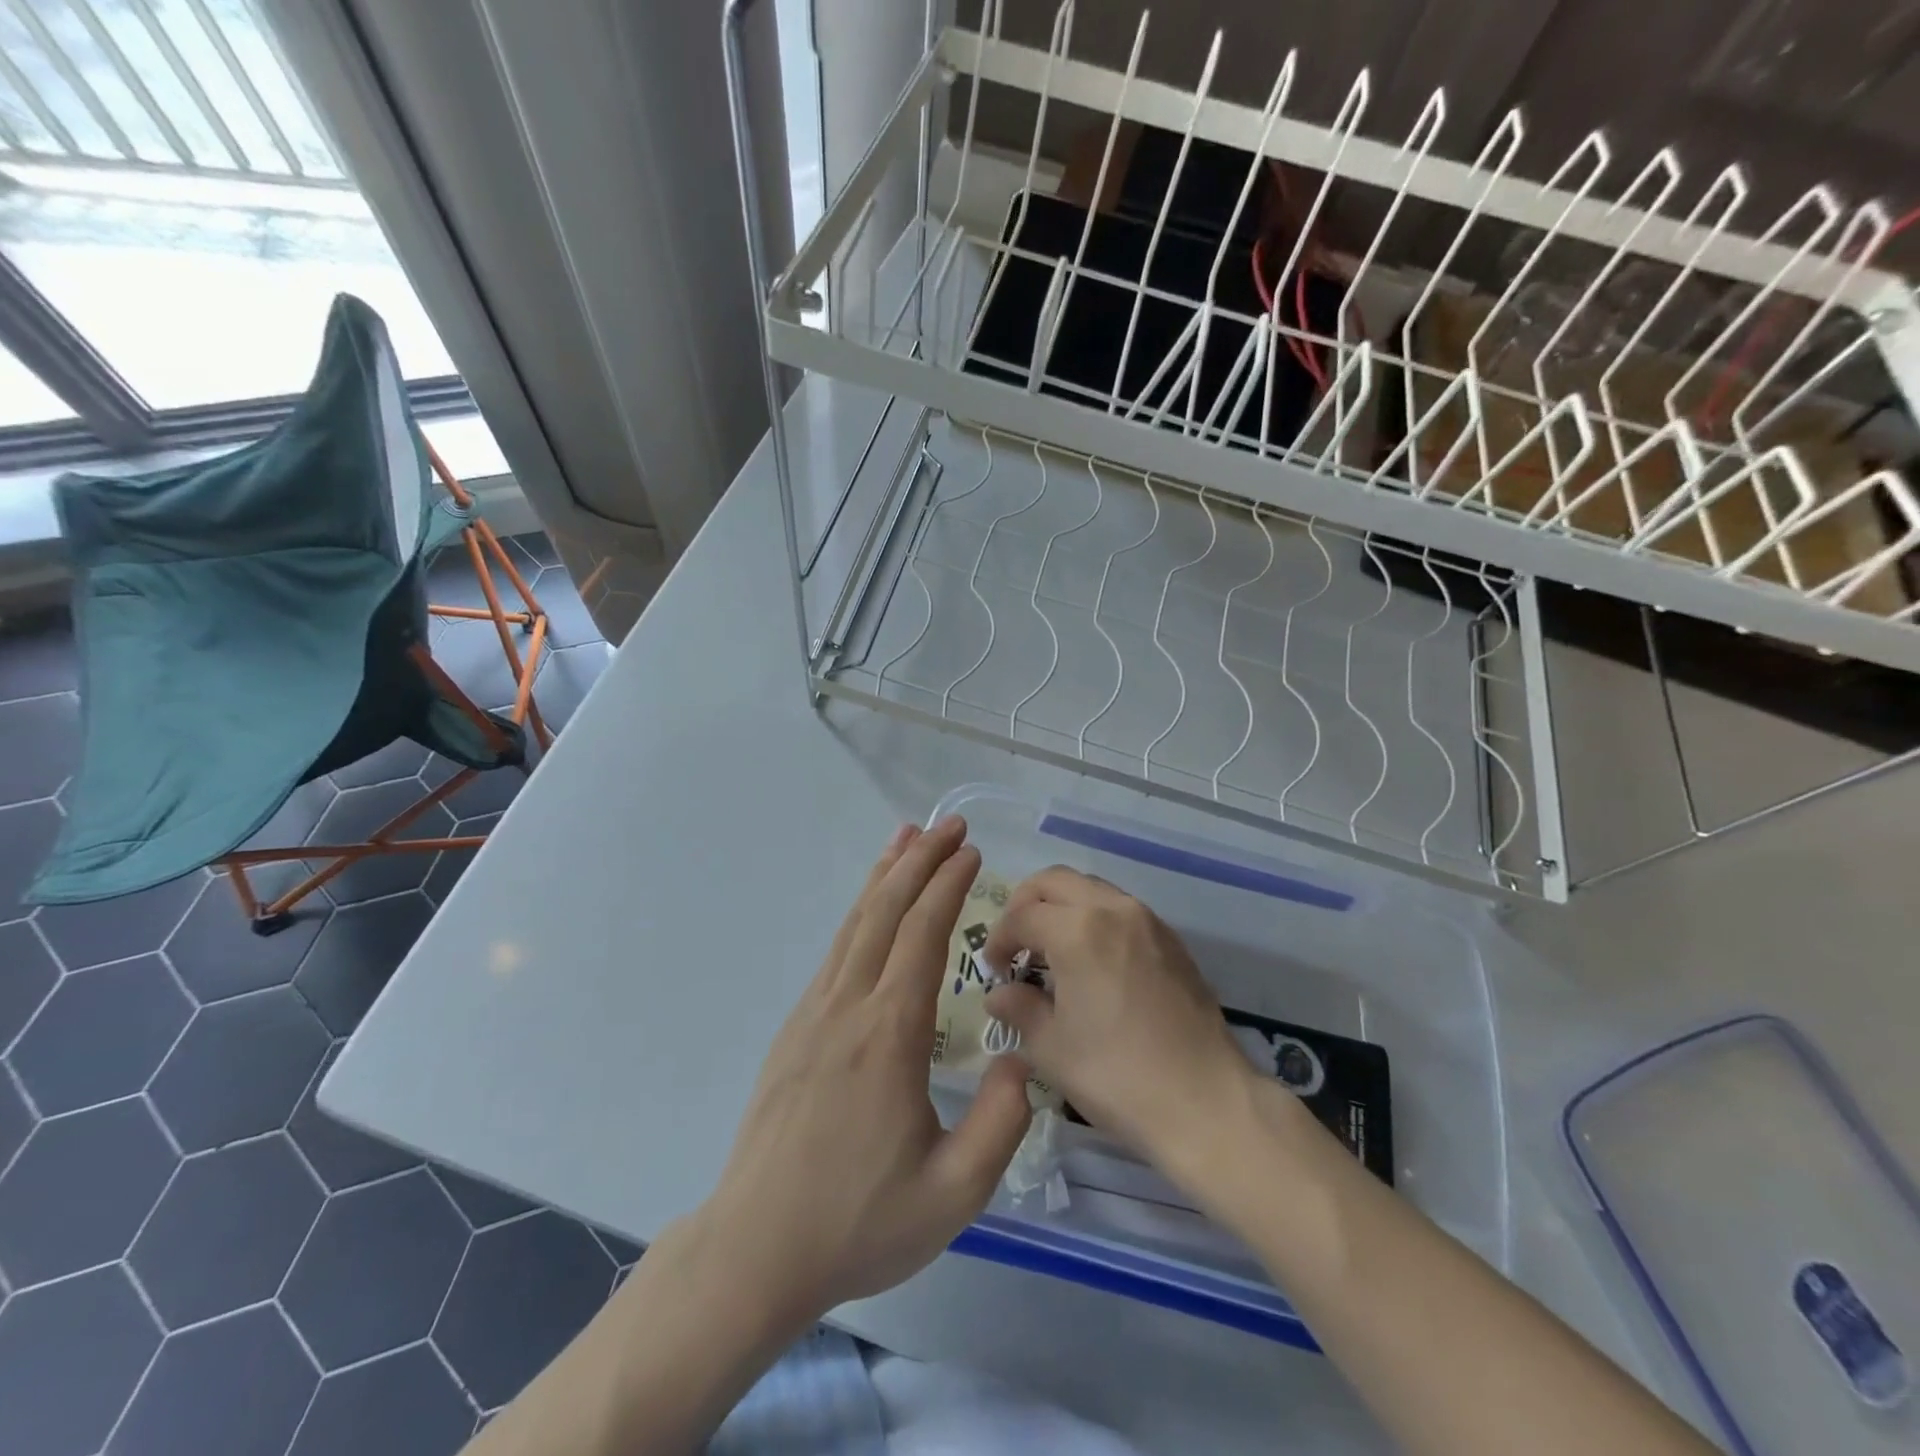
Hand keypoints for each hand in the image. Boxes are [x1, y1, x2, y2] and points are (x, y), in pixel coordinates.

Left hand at [698, 817, 1031, 1326]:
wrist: (755, 1249)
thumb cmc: (858, 1221)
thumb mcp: (954, 1193)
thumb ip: (1002, 1122)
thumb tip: (1021, 1058)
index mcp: (889, 1034)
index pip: (922, 936)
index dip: (948, 887)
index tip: (971, 852)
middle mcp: (848, 1006)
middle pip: (885, 912)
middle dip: (920, 861)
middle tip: (950, 823)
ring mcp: (814, 1012)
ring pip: (854, 923)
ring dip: (884, 875)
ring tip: (907, 836)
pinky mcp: (796, 1028)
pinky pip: (836, 950)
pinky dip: (859, 912)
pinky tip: (870, 907)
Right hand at [983, 866, 1252, 1169]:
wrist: (1206, 1102)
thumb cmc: (1116, 1075)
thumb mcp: (1051, 1047)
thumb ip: (1019, 1008)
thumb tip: (999, 994)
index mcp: (1078, 930)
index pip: (1022, 916)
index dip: (999, 939)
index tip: (993, 970)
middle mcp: (1113, 909)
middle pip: (1055, 881)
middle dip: (1025, 904)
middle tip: (1016, 944)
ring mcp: (1148, 921)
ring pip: (1091, 889)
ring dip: (1062, 907)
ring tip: (1052, 951)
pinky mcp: (1171, 940)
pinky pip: (1121, 909)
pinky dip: (1095, 918)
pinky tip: (1092, 962)